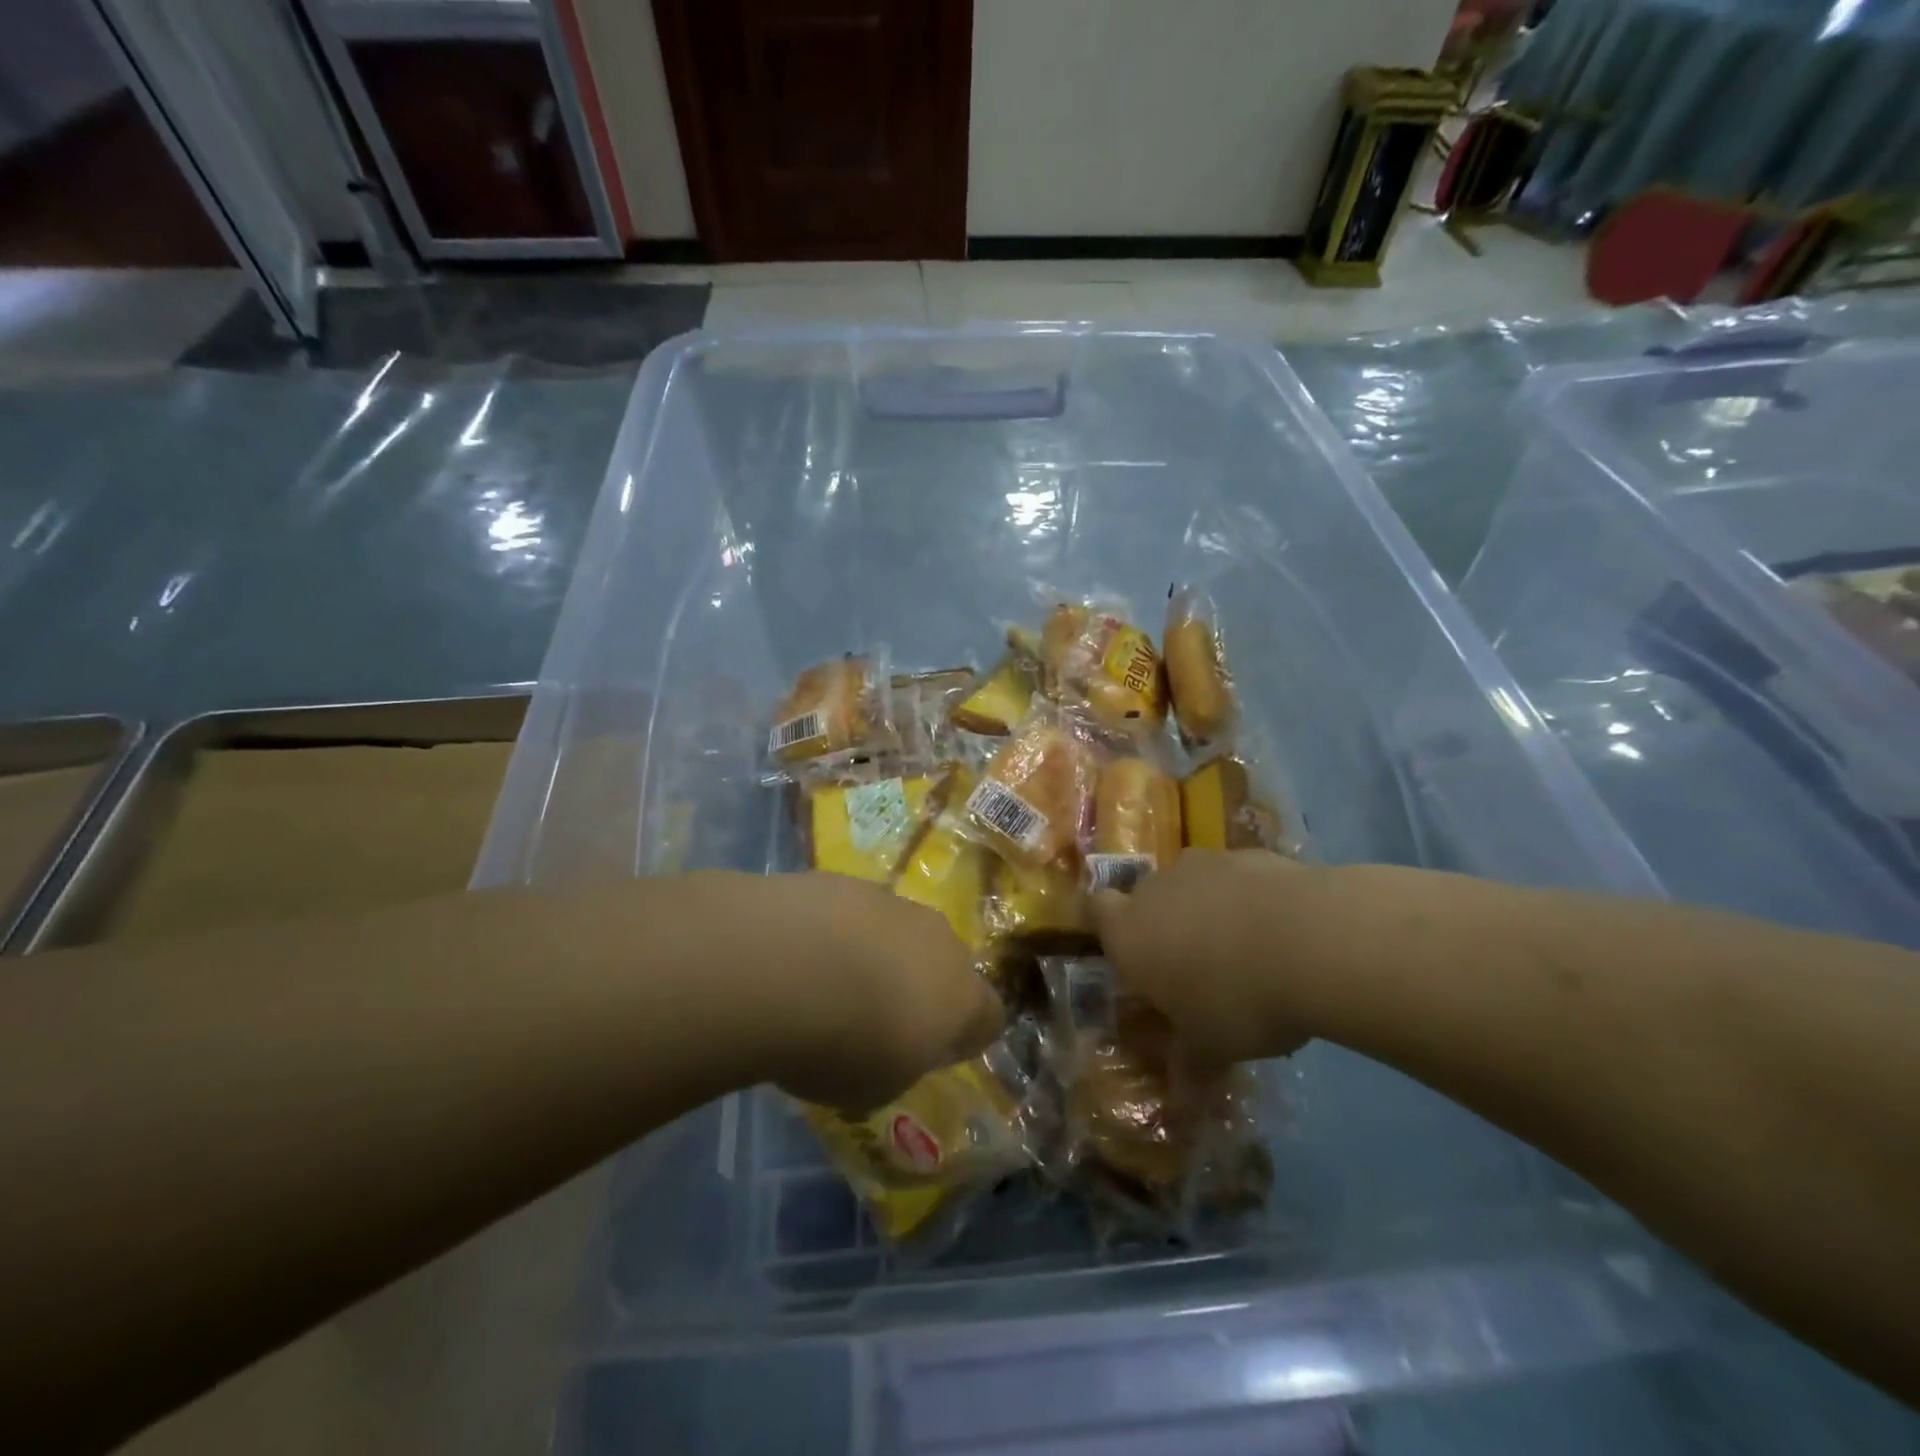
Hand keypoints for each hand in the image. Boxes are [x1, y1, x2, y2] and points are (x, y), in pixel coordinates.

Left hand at [725, 872, 1005, 1112]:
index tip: (930, 1054)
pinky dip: (838, 933)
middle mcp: (940, 940)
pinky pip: (854, 914)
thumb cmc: (843, 1044)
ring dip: (877, 956)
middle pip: (944, 965)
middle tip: (876, 1018)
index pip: (988, 1017)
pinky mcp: (848, 882)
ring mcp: (894, 903)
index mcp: (962, 997)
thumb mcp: (874, 1089)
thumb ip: (896, 1068)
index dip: (963, 1038)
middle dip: (919, 988)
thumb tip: (891, 1055)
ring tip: (830, 986)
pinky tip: (802, 956)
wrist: (784, 964)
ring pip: (899, 933)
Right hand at [1092, 850, 1313, 1065]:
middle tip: (1192, 966)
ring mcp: (1204, 865)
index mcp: (1129, 933)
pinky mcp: (1251, 854)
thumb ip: (1190, 1066)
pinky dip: (1249, 898)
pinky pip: (1237, 879)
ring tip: (1244, 949)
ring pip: (1192, 884)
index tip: (1124, 948)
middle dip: (1163, 925)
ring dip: (1207, 909)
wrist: (1309, 940)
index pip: (1094, 911)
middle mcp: (1157, 890)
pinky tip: (1281, 930)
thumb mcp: (1210, 1048)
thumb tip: (1182, 1105)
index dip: (1104, 925)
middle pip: (1145, 898)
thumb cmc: (1235, 1000)